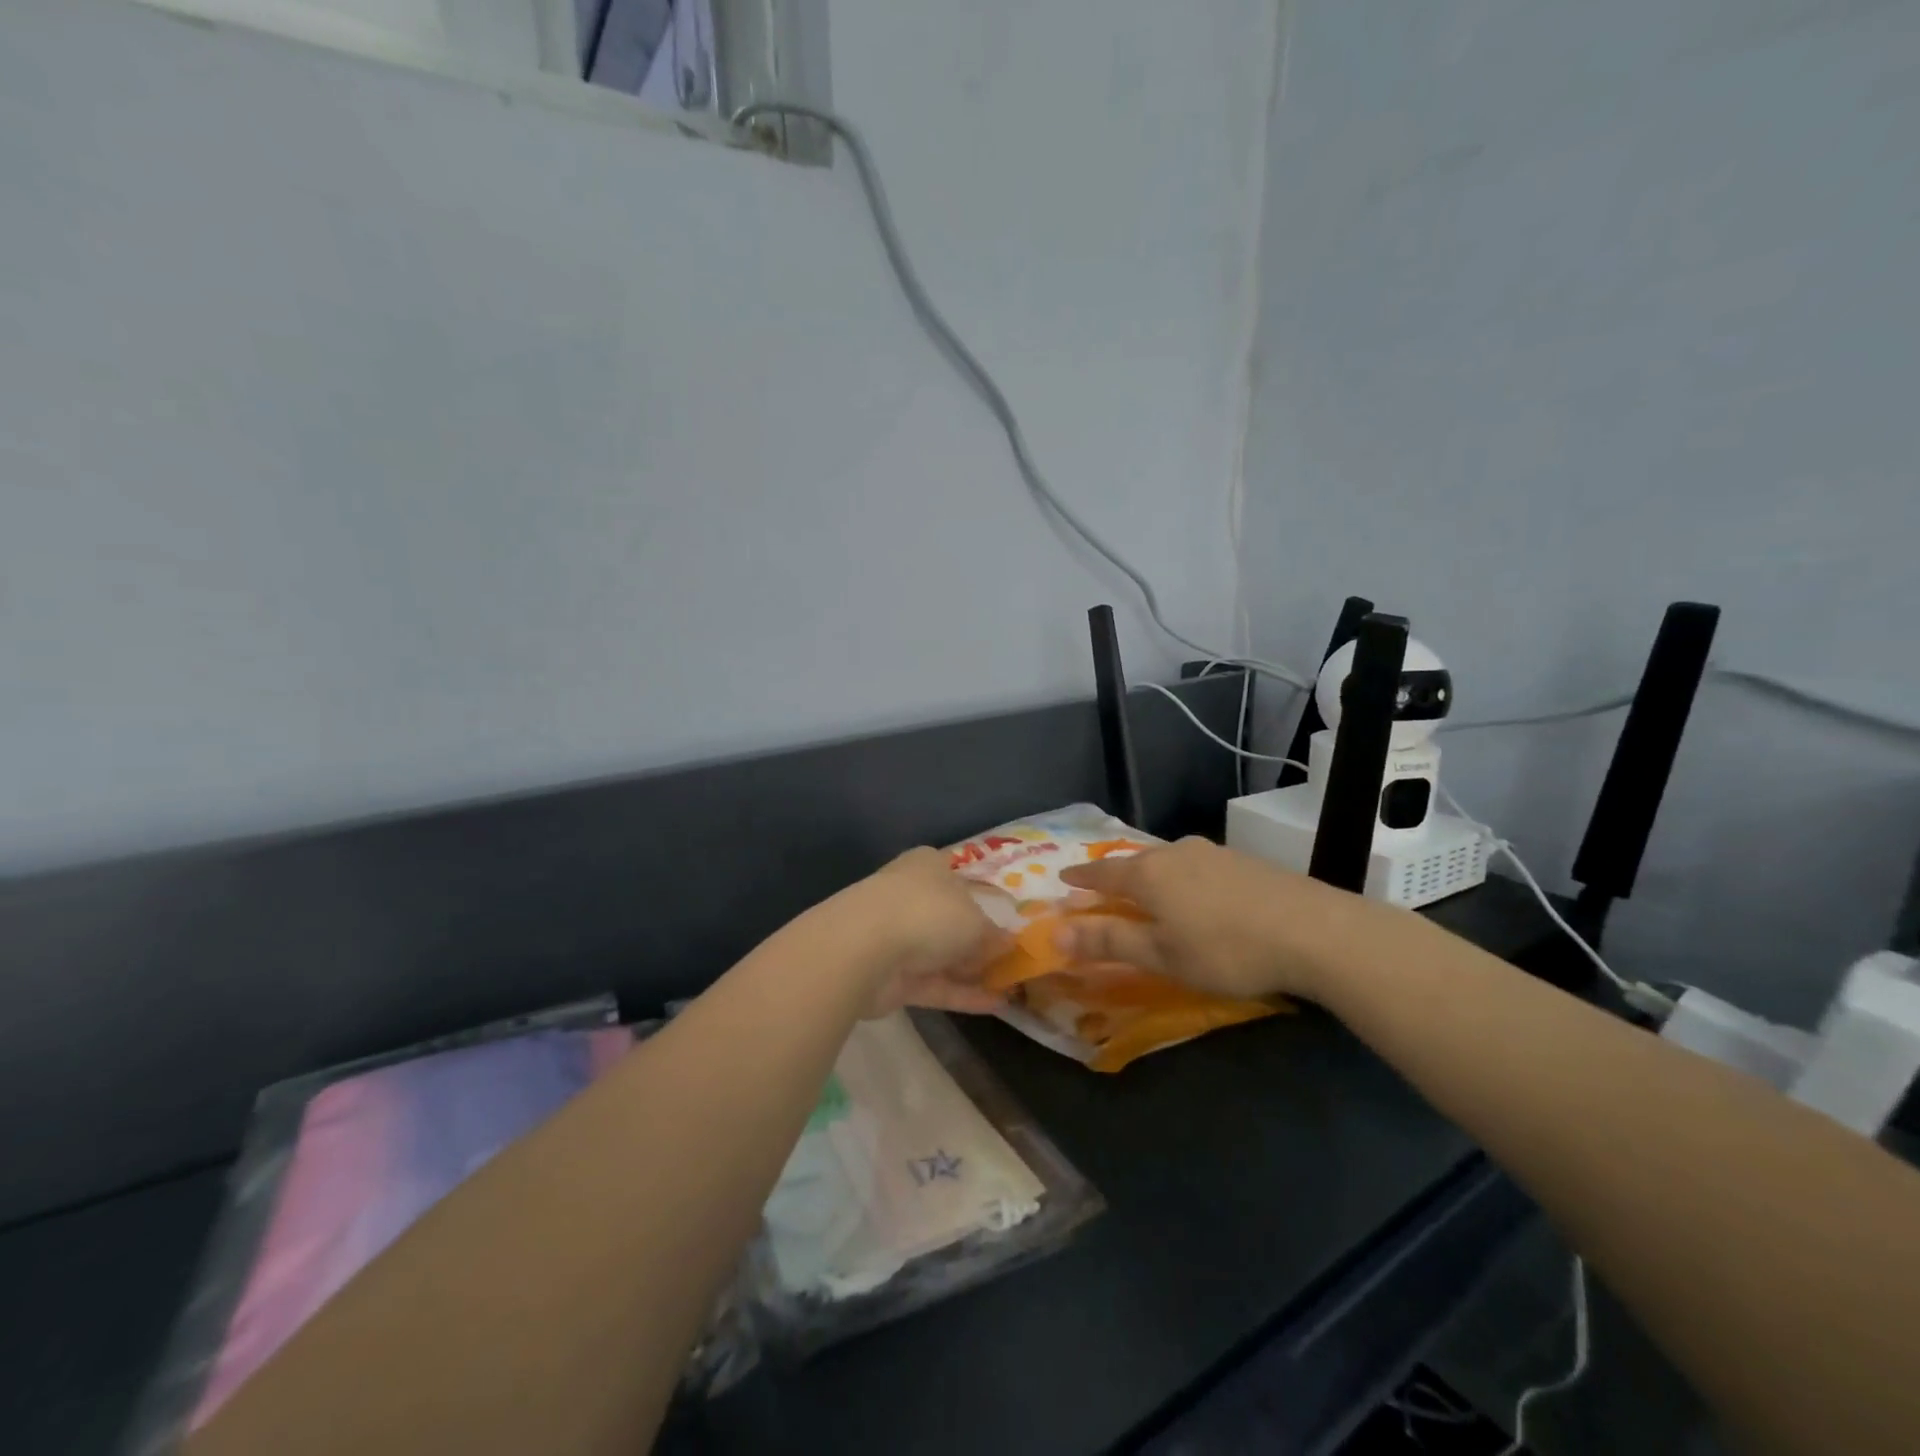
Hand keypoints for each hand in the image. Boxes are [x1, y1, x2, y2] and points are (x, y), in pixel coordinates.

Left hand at [829, 848, 1009, 1016]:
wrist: (864, 949)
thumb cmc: (927, 913)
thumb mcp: (975, 920)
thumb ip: (992, 934)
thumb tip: (1008, 943)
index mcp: (928, 867)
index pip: (959, 878)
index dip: (985, 897)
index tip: (1011, 918)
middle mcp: (911, 897)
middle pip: (952, 919)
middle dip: (980, 939)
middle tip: (1016, 958)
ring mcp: (899, 938)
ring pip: (943, 954)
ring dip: (974, 970)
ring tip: (1014, 986)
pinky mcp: (893, 977)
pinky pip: (936, 984)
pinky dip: (963, 994)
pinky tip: (998, 1006)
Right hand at [1055, 837, 1377, 1002]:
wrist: (1314, 932)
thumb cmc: (1225, 949)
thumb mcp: (1162, 955)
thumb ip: (1109, 942)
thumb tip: (1057, 932)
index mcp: (1149, 873)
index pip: (1103, 872)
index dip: (1081, 878)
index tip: (1063, 876)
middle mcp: (1176, 852)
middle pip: (1136, 862)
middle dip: (1117, 876)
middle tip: (1104, 889)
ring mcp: (1213, 853)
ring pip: (1169, 862)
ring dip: (1153, 876)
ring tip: (1150, 893)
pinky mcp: (1244, 861)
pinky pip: (1197, 867)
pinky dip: (1184, 880)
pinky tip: (1198, 896)